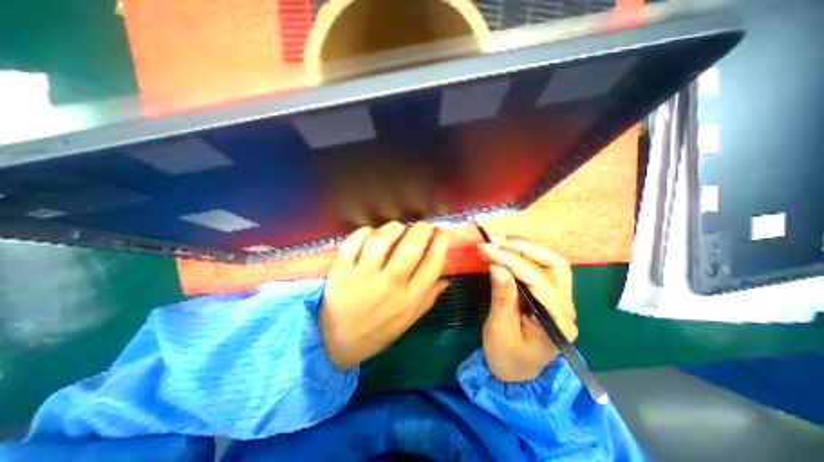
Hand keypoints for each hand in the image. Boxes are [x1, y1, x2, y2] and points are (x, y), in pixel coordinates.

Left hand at [322, 222, 449, 369]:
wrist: (334, 343)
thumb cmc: (376, 332)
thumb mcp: (407, 322)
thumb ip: (427, 299)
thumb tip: (446, 279)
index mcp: (408, 299)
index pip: (432, 265)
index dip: (442, 243)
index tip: (443, 231)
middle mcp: (388, 285)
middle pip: (410, 248)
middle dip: (421, 230)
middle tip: (423, 225)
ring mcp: (362, 276)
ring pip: (381, 241)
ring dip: (394, 228)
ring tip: (398, 229)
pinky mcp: (341, 270)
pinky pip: (354, 242)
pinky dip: (365, 232)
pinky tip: (372, 234)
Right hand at [477, 234, 576, 381]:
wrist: (515, 372)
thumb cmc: (506, 357)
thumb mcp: (499, 329)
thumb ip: (502, 297)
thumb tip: (497, 266)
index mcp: (556, 322)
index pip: (538, 280)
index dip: (512, 260)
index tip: (486, 249)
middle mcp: (566, 307)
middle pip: (555, 264)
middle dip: (524, 247)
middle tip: (495, 240)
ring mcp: (560, 299)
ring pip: (550, 262)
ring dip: (524, 247)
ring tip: (497, 241)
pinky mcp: (548, 294)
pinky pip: (539, 267)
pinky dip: (521, 254)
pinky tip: (504, 250)